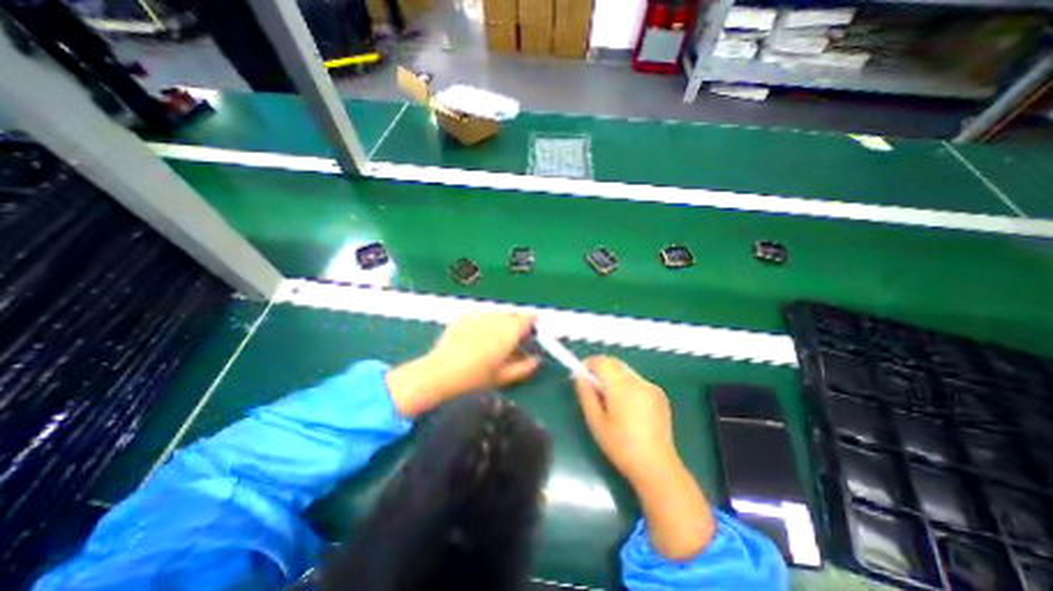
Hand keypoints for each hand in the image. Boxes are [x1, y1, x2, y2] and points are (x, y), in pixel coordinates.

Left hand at [385, 311, 536, 417]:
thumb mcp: (503, 377)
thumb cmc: (475, 378)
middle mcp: (496, 319)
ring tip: (492, 337)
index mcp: (508, 333)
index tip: (532, 327)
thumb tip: (536, 360)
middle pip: (512, 315)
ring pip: (496, 314)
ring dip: (499, 321)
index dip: (531, 321)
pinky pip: (481, 315)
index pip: (527, 318)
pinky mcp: (465, 316)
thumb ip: (523, 367)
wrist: (441, 372)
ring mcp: (479, 315)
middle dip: (515, 323)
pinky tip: (476, 335)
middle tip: (511, 337)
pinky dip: (483, 322)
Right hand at [575, 358, 716, 559]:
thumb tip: (579, 375)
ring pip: (626, 371)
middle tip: (594, 389)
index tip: (581, 374)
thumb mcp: (595, 422)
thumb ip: (586, 394)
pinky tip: (629, 408)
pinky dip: (628, 385)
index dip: (589, 364)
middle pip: (615, 363)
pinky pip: (638, 381)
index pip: (602, 361)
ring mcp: (651, 387)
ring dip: (615, 377)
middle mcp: (637, 381)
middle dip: (601, 369)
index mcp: (621, 387)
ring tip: (611, 401)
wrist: (657, 467)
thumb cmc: (621, 446)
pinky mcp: (660, 394)